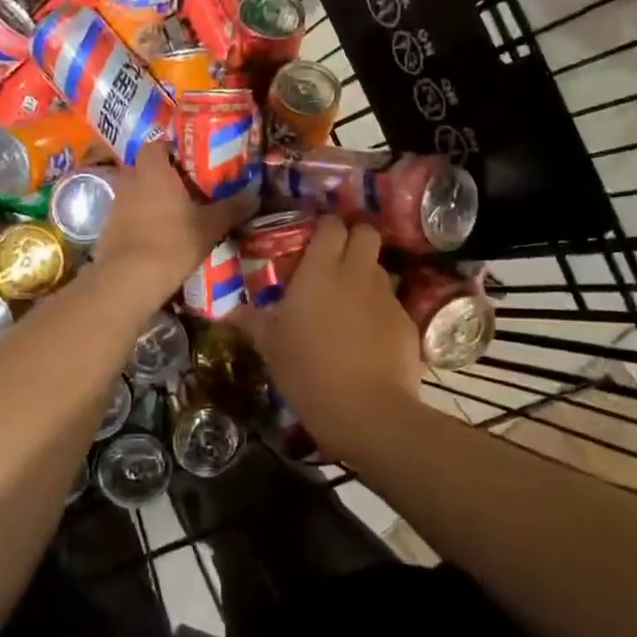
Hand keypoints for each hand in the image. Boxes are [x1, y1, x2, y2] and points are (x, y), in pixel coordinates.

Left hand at [92, 142, 254, 304]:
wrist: (130, 278)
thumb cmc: (173, 241)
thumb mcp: (211, 225)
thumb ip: (233, 208)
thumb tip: (255, 196)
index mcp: (153, 171)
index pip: (156, 145)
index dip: (171, 150)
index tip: (190, 162)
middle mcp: (130, 181)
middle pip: (145, 169)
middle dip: (163, 177)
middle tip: (187, 189)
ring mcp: (115, 206)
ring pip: (136, 194)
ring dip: (151, 200)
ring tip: (175, 215)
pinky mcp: (108, 230)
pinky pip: (128, 217)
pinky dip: (141, 222)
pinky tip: (158, 238)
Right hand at [231, 217, 423, 461]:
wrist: (367, 411)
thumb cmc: (308, 372)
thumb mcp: (272, 347)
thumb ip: (253, 322)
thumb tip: (229, 312)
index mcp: (320, 270)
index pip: (331, 226)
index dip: (326, 227)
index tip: (315, 239)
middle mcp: (357, 273)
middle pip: (366, 233)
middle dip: (356, 237)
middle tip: (338, 259)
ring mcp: (386, 296)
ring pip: (380, 269)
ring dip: (367, 276)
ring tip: (351, 302)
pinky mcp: (407, 322)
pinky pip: (392, 304)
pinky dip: (380, 311)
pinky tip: (369, 338)